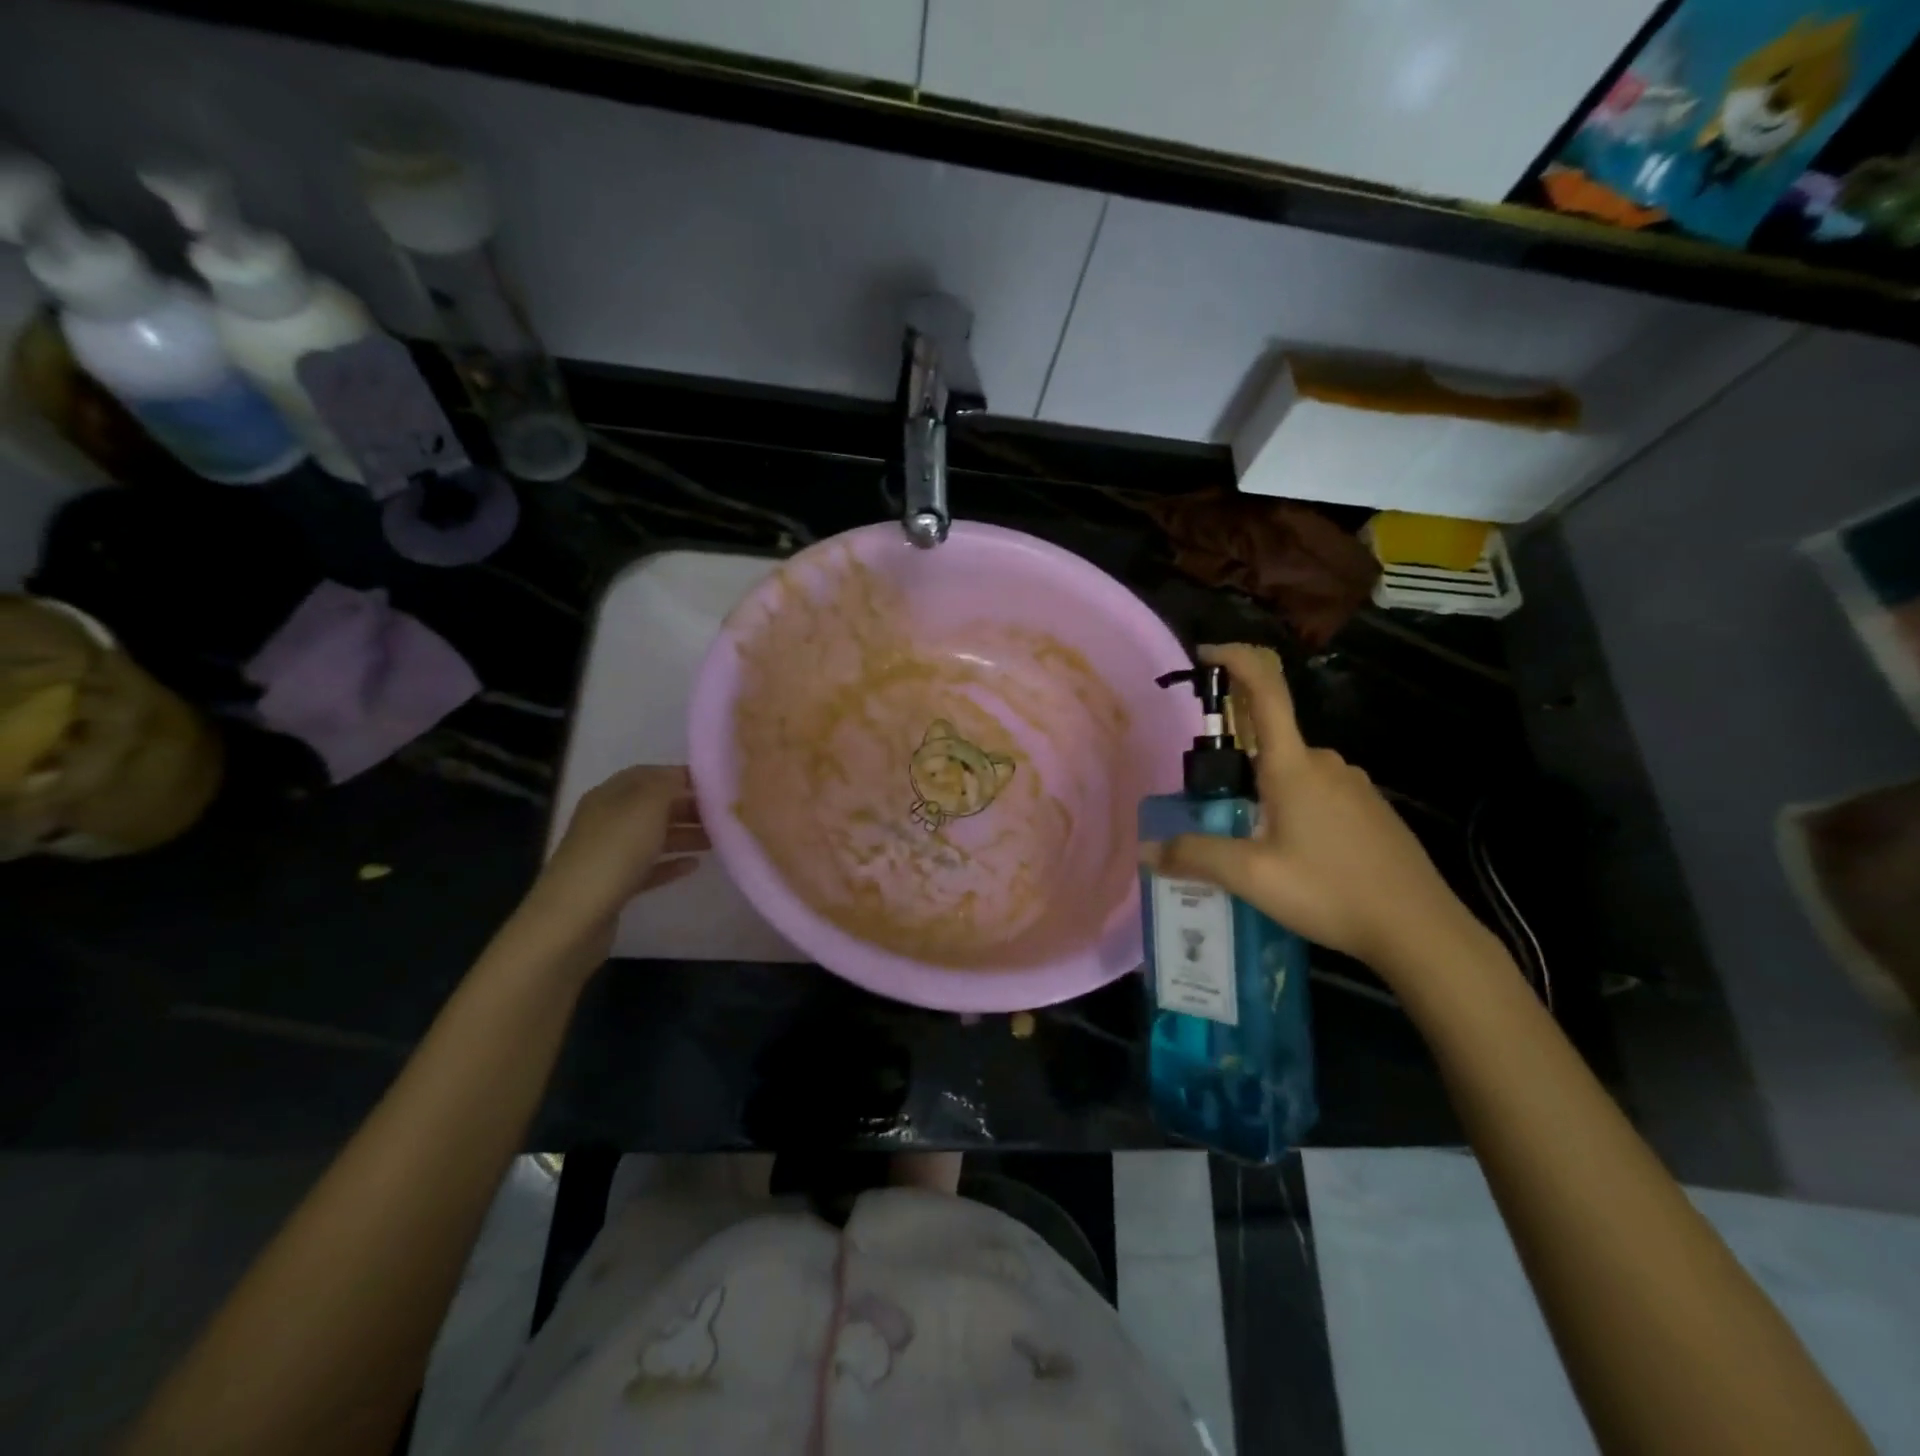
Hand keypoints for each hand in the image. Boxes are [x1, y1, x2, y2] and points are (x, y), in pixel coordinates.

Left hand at [520, 766, 707, 952]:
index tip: (717, 784)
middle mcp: (608, 820)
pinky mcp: (615, 885)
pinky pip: (649, 867)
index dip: (681, 776)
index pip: (649, 775)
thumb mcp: (645, 806)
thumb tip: (682, 778)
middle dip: (688, 807)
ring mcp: (610, 854)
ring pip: (654, 837)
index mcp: (610, 795)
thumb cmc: (614, 852)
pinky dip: (671, 863)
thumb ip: (667, 785)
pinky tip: (694, 866)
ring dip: (685, 835)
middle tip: (723, 815)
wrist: (574, 918)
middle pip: (654, 806)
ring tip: (718, 840)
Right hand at [1139, 644, 1487, 984]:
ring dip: (1263, 794)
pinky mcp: (1370, 808)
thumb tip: (1148, 850)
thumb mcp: (1252, 877)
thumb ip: (1196, 856)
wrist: (1420, 929)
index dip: (1235, 660)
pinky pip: (1317, 792)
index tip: (1205, 655)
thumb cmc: (1330, 891)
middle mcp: (1325, 762)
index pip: (1265, 691)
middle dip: (1235, 764)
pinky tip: (1295, 857)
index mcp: (1293, 766)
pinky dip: (1292, 809)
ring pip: (1292, 772)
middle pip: (1269, 741)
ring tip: (1251, 846)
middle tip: (1214, 812)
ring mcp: (1353, 784)